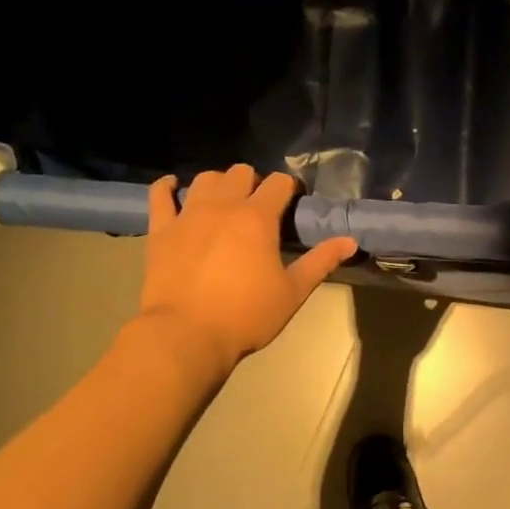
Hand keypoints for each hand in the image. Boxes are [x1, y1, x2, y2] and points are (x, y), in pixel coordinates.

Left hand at [137, 167, 355, 374]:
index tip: (293, 202)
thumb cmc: (247, 315)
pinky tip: (174, 187)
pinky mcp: (161, 230)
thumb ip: (321, 261)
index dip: (289, 188)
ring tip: (225, 202)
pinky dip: (168, 187)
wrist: (186, 335)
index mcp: (258, 218)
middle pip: (241, 173)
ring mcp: (188, 215)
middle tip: (260, 207)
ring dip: (219, 184)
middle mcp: (223, 206)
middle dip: (254, 183)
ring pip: (205, 179)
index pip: (279, 183)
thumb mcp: (293, 291)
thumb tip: (350, 241)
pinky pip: (160, 195)